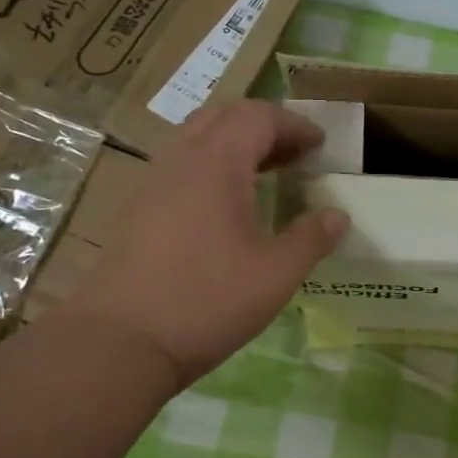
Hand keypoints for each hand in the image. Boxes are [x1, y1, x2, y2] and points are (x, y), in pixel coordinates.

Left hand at [69, 101, 348, 388]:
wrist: (121, 341)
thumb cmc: (207, 300)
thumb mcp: (276, 274)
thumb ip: (311, 238)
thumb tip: (337, 216)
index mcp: (217, 164)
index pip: (259, 117)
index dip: (294, 125)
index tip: (320, 145)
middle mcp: (181, 160)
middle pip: (224, 116)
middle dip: (264, 125)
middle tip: (294, 154)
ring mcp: (153, 183)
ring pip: (197, 137)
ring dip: (235, 143)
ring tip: (264, 173)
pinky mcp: (137, 209)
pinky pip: (180, 164)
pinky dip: (211, 165)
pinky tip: (224, 205)